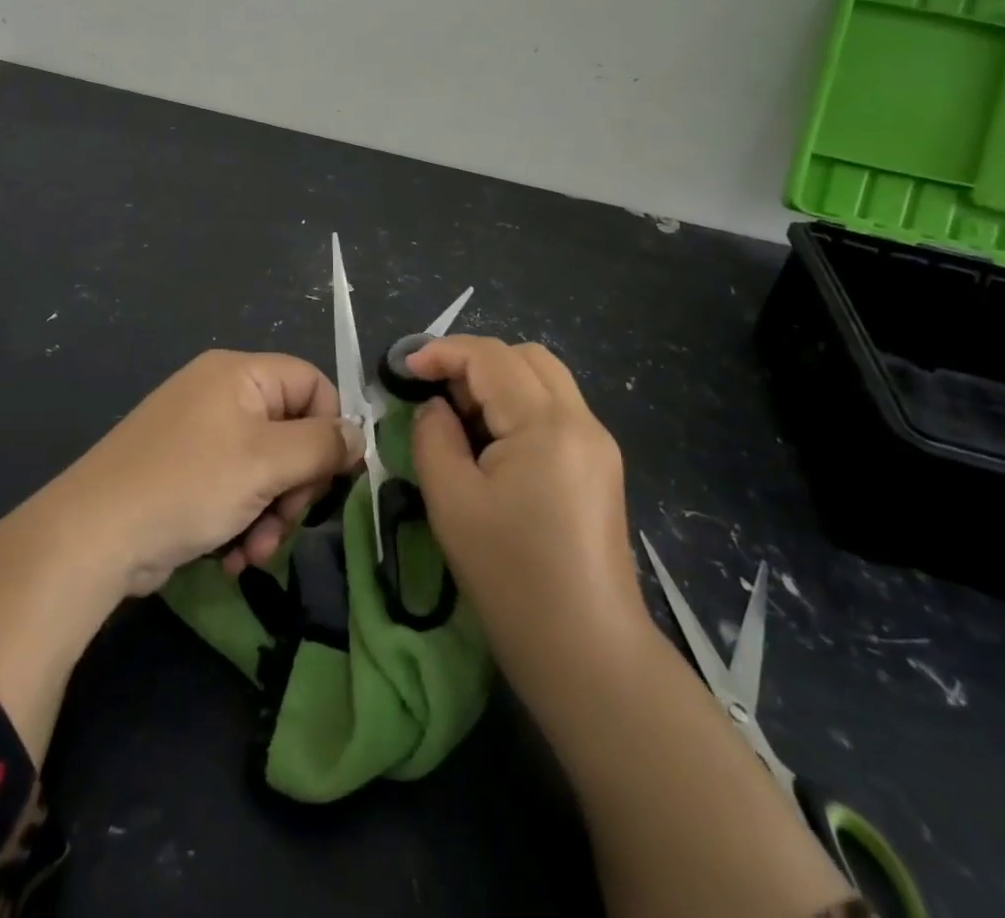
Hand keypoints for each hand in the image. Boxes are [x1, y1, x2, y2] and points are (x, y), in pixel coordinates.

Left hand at [0, 348, 361, 762]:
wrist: (92, 536)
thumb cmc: (188, 484)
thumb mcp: (267, 462)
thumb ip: (322, 445)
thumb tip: (358, 436)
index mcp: (240, 374)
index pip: (313, 385)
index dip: (329, 431)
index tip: (331, 479)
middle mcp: (221, 394)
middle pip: (291, 431)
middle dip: (295, 486)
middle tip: (284, 522)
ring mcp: (199, 433)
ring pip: (266, 468)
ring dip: (271, 513)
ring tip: (254, 551)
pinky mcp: (184, 471)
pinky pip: (235, 487)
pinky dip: (242, 520)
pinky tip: (231, 557)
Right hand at [407, 336, 648, 696]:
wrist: (588, 653)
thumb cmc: (511, 578)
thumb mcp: (452, 502)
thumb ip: (433, 437)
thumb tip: (435, 408)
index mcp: (546, 423)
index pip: (490, 357)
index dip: (442, 352)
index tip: (404, 370)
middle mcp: (581, 420)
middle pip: (525, 356)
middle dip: (474, 362)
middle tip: (436, 395)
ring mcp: (598, 443)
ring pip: (544, 380)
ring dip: (498, 382)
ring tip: (461, 420)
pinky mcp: (601, 466)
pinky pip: (556, 410)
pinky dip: (519, 407)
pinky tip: (494, 446)